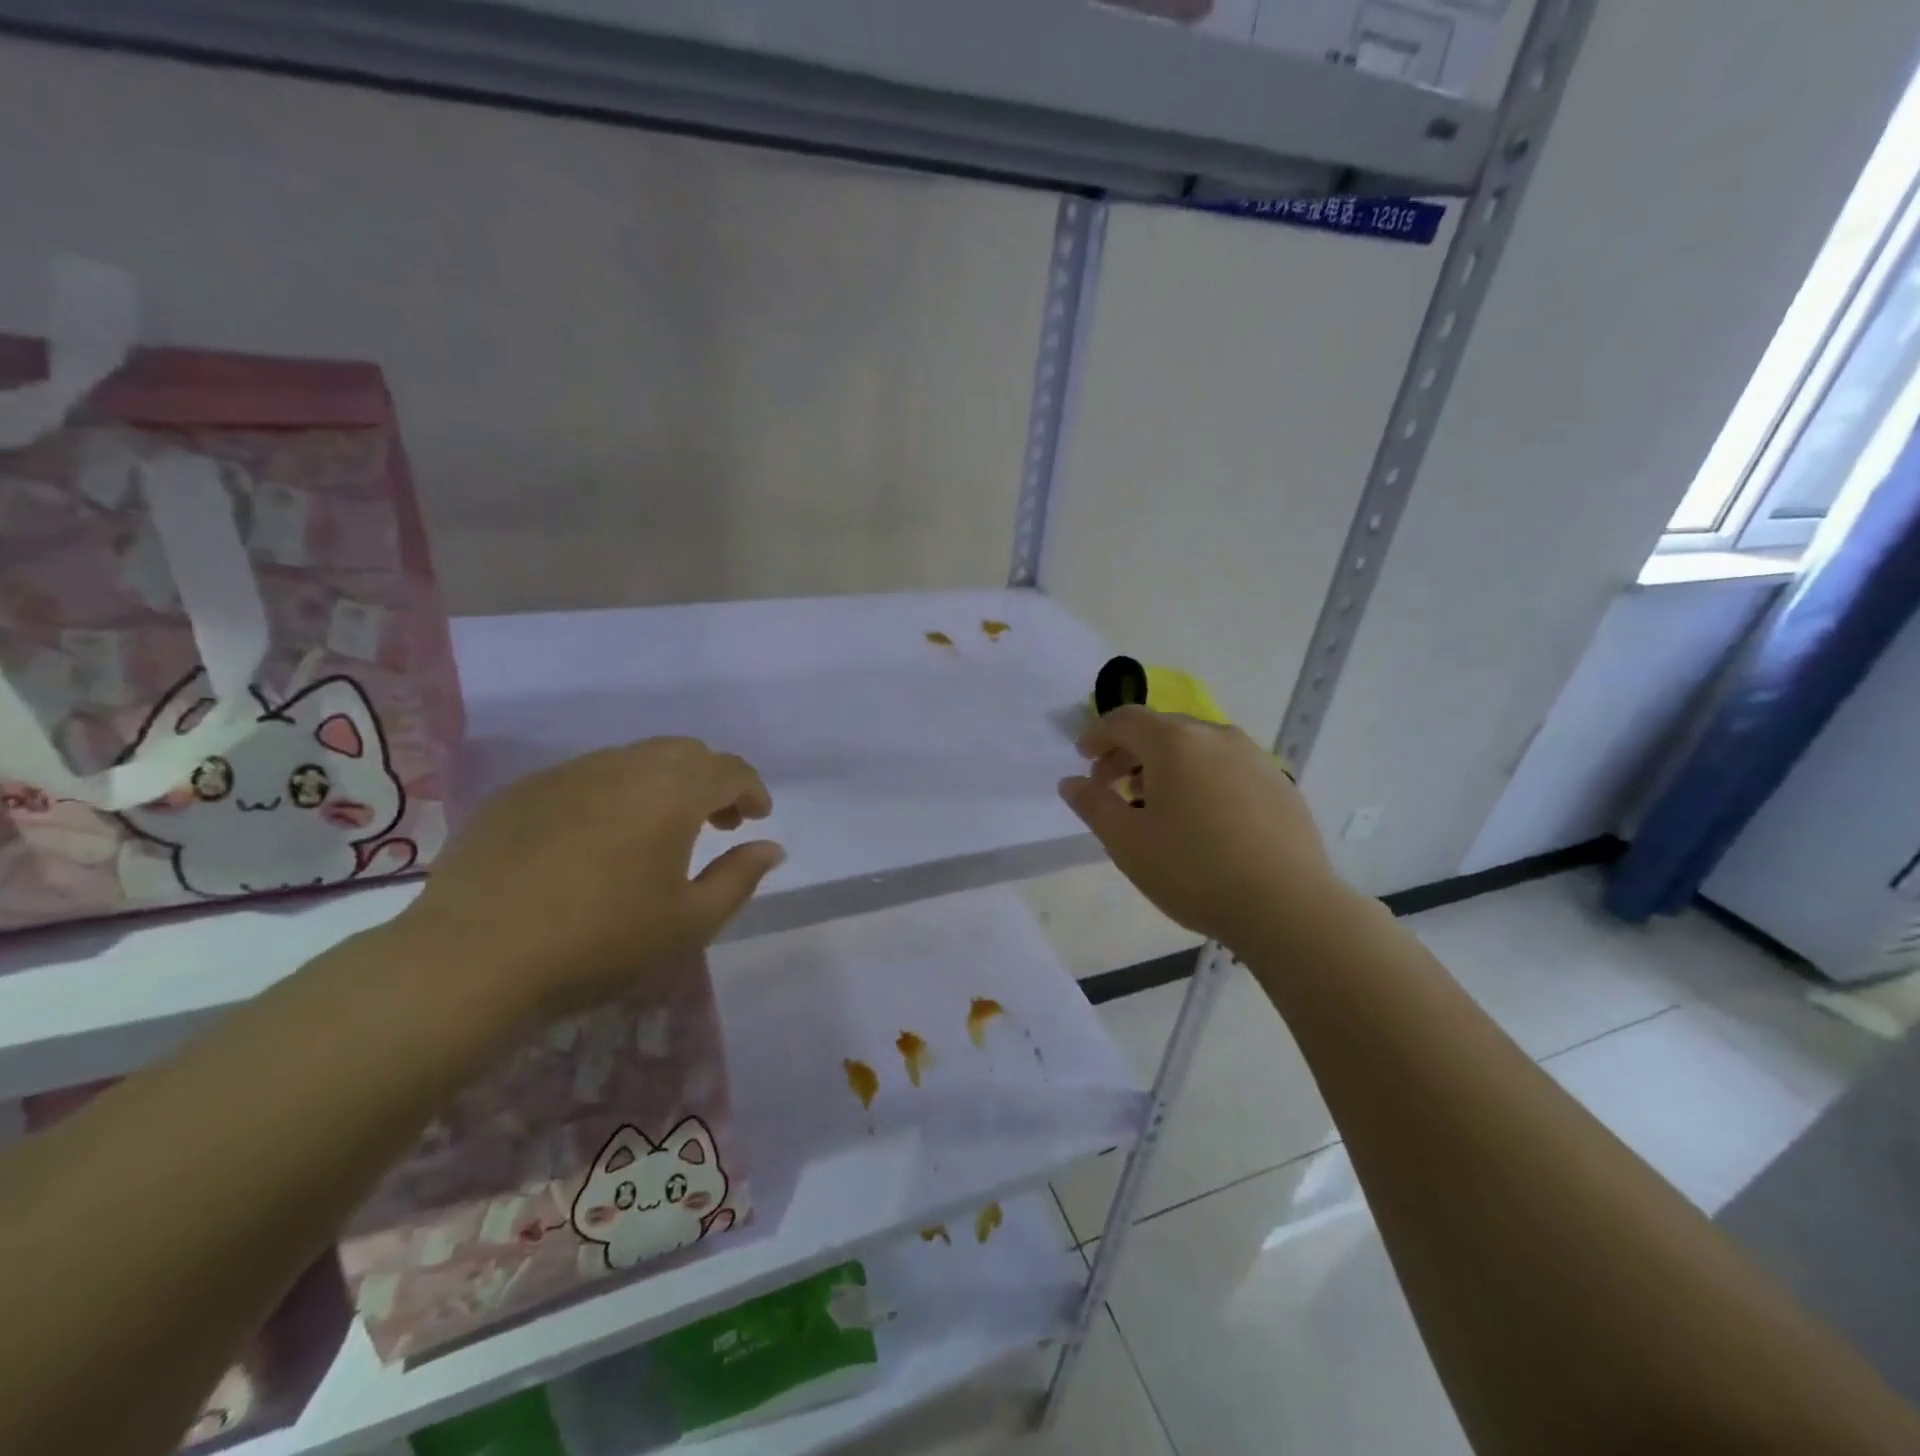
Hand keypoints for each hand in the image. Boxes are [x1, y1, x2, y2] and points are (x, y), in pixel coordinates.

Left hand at [395, 738, 782, 1021]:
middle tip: (714, 824)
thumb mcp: (690, 921)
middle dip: (710, 780)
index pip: (729, 768)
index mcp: (671, 791)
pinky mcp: (520, 793)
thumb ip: (740, 877)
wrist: (473, 960)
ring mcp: (566, 774)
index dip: (751, 789)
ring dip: (661, 784)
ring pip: (632, 759)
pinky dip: (611, 795)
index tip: (756, 819)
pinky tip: (595, 842)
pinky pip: (585, 778)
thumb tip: (770, 847)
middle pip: (683, 752)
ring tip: (657, 832)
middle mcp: (622, 766)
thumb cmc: (601, 942)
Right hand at [1058, 707, 1349, 950]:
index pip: (1125, 719)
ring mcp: (1254, 758)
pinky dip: (1201, 778)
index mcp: (1175, 743)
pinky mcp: (1279, 784)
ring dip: (1166, 766)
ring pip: (1197, 748)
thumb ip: (1093, 805)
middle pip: (1162, 729)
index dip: (1098, 735)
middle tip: (1111, 787)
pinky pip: (1226, 767)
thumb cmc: (1194, 870)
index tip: (1083, 759)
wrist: (1288, 906)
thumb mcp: (1127, 842)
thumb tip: (1071, 782)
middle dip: (1129, 752)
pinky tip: (1201, 820)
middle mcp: (1216, 737)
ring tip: (1154, 805)